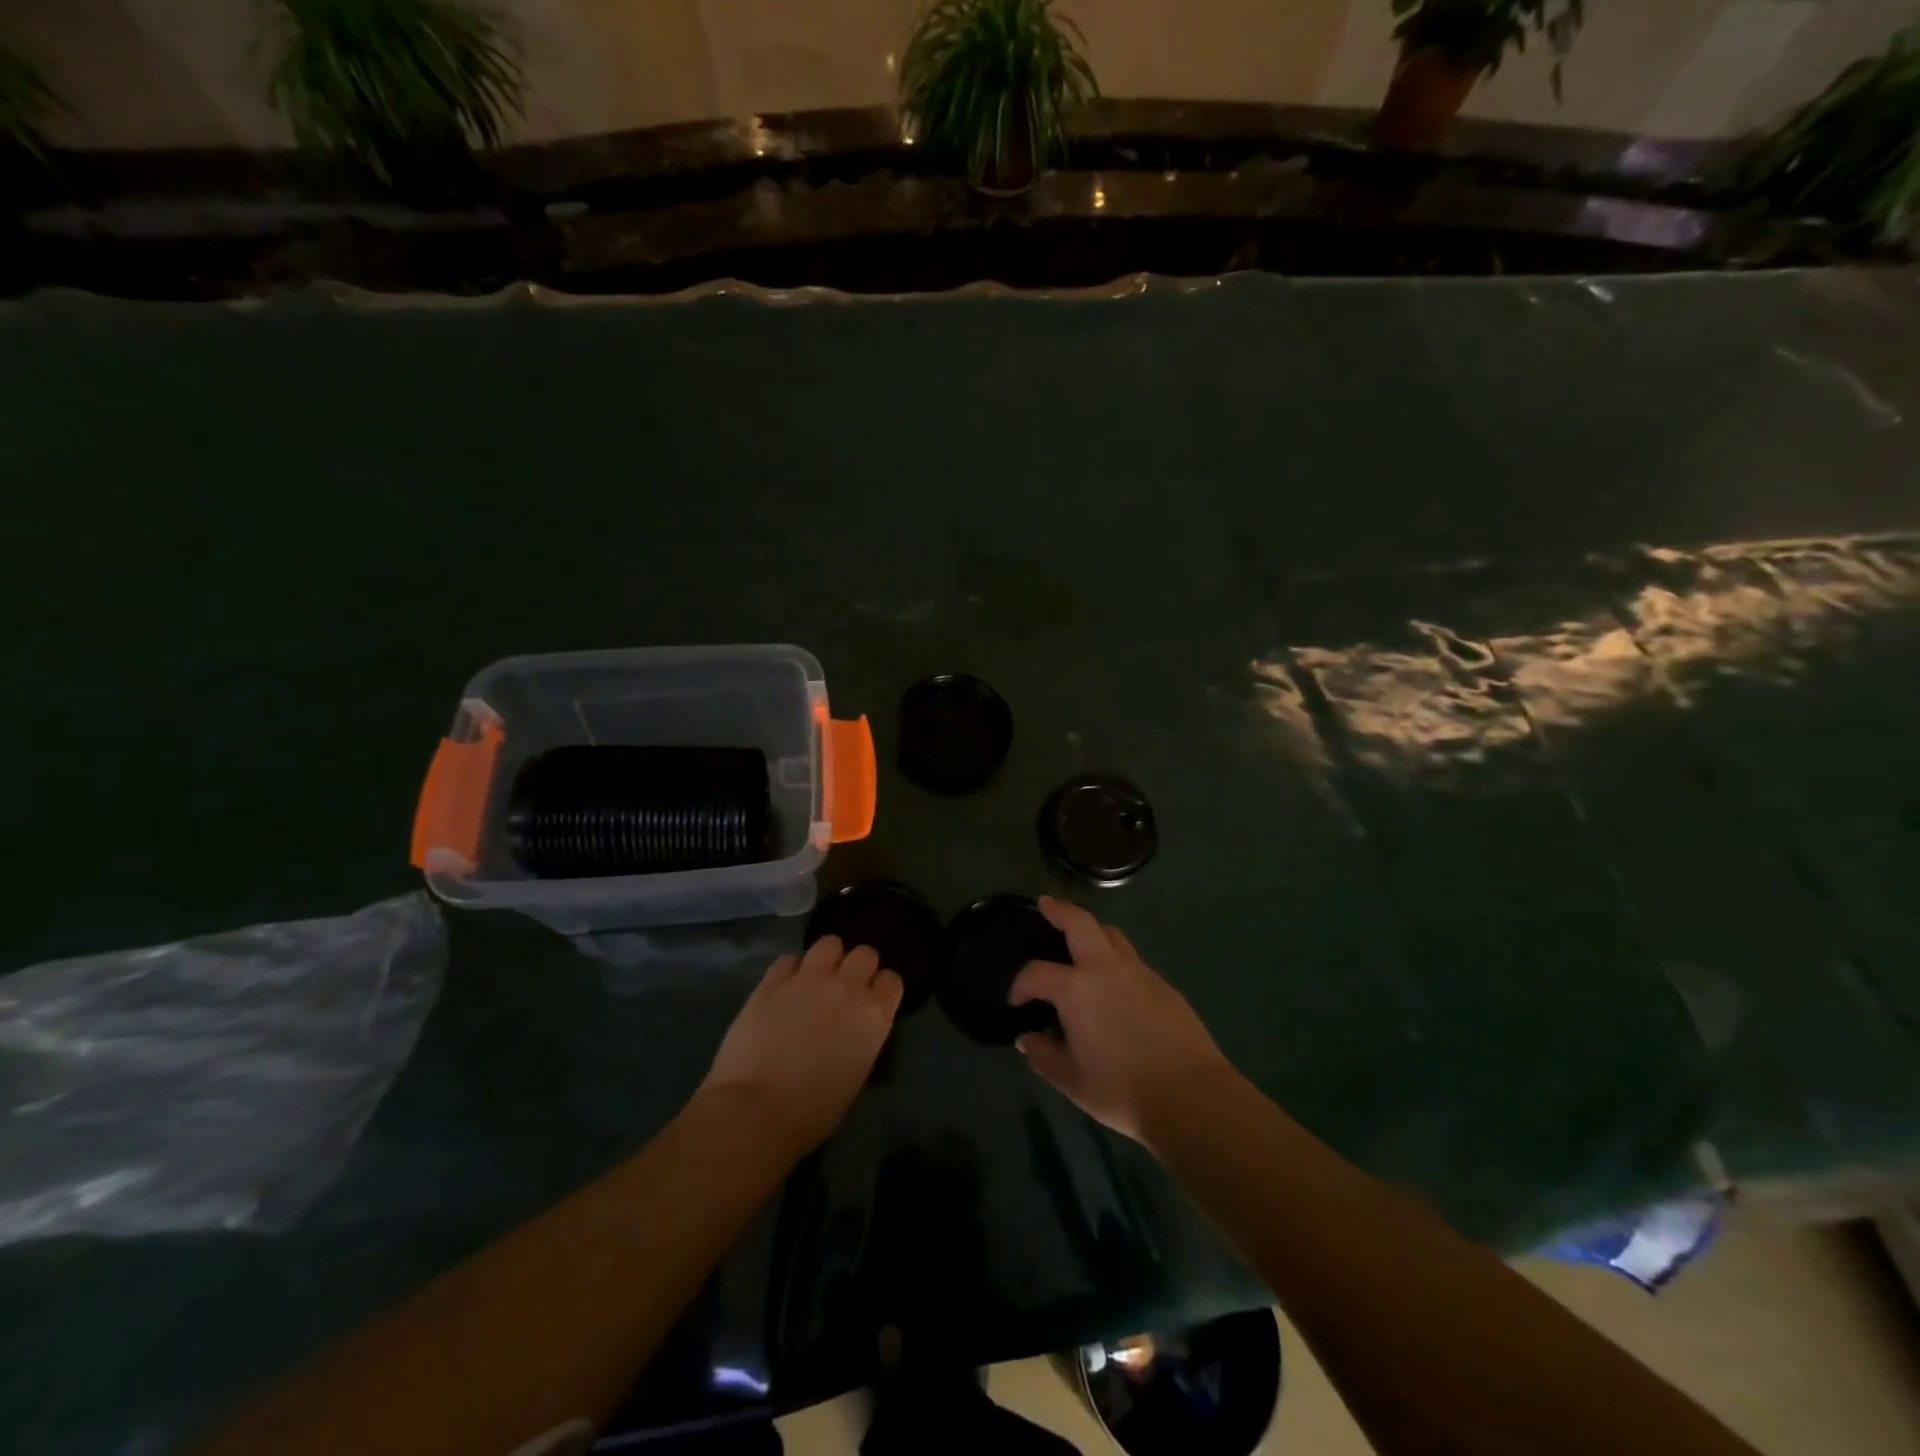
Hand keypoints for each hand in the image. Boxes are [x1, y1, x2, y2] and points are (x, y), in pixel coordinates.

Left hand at [700, 936, 903, 1152]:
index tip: (871, 1001)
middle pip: (865, 953)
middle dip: (857, 967)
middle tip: (843, 988)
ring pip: (829, 943)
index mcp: (873, 1016)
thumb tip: (852, 1029)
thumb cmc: (812, 1112)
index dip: (880, 989)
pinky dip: (789, 972)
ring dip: (826, 959)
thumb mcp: (855, 1074)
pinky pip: (788, 960)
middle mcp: (847, 987)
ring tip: (814, 980)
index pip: (891, 980)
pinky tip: (782, 991)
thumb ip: (861, 1038)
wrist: (756, 1111)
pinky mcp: (772, 981)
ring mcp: (808, 979)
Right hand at [1010, 896, 1236, 1148]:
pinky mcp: (1163, 985)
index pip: (1036, 973)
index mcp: (1076, 988)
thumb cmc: (1123, 1090)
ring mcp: (1139, 972)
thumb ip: (1044, 1056)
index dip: (1020, 984)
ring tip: (1081, 942)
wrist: (1192, 1096)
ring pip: (1111, 935)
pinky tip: (1114, 985)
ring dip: (1092, 931)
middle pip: (1080, 922)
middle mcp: (1106, 968)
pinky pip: (1132, 960)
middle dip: (1060, 910)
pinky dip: (1115, 959)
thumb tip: (1028, 1038)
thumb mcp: (1072, 1081)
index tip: (1015, 1001)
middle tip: (1046, 905)